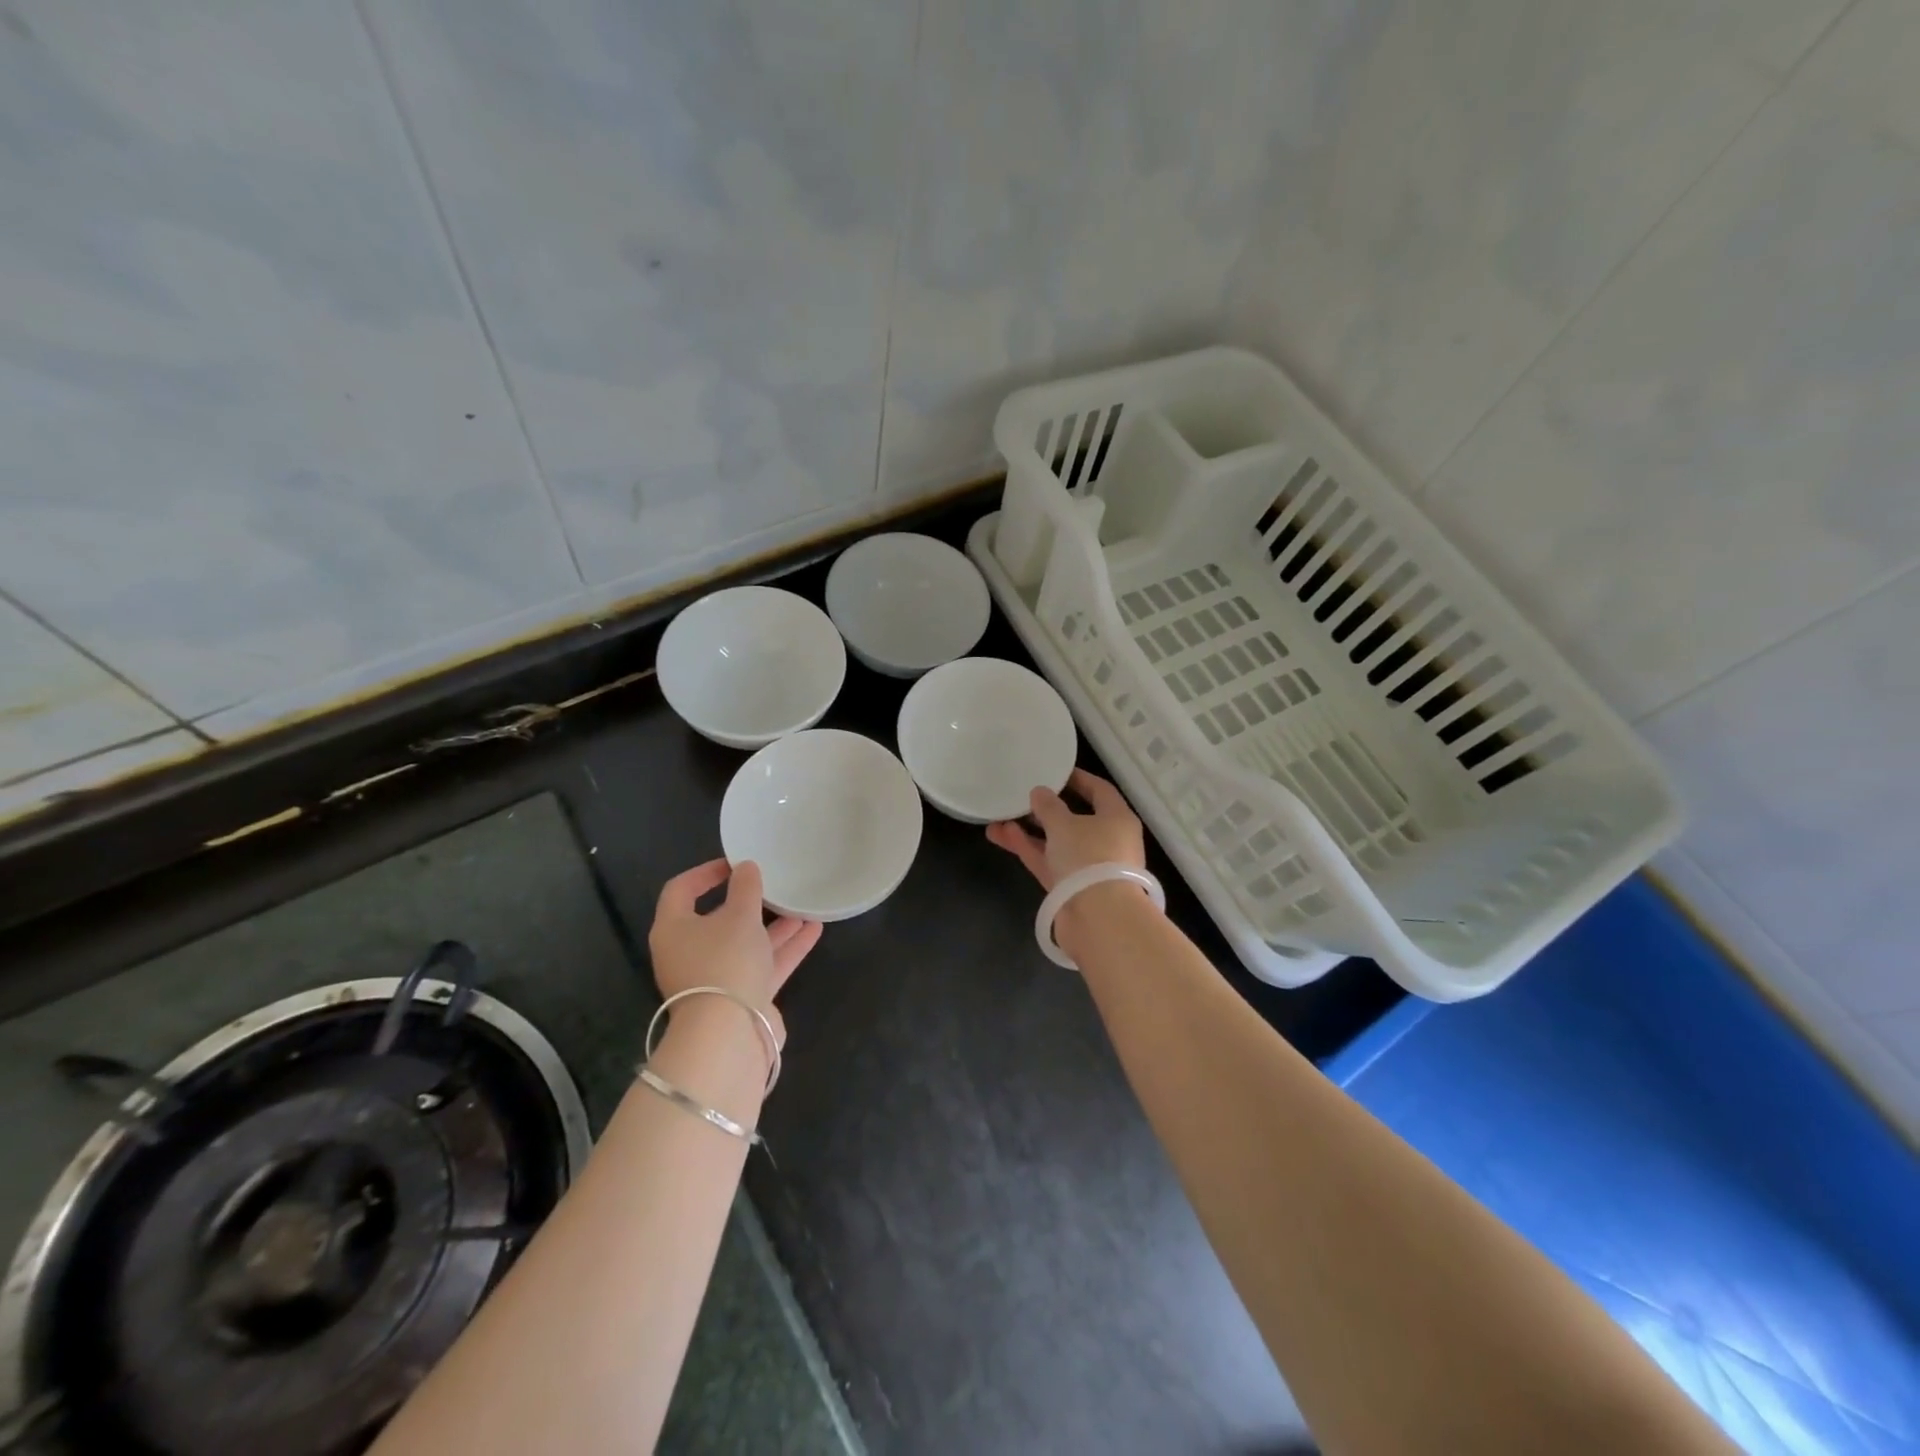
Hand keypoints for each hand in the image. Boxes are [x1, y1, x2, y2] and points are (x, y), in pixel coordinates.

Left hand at [647, 859, 822, 1044]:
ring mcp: (715, 979)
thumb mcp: (739, 916)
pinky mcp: (740, 998)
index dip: (705, 873)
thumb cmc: (725, 961)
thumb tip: (746, 867)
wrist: (730, 1034)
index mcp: (674, 930)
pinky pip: (762, 965)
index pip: (681, 891)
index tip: (735, 863)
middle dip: (749, 902)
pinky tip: (813, 930)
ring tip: (802, 906)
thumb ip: (746, 888)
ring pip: (745, 944)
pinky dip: (784, 948)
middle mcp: (689, 953)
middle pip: (717, 920)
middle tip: (772, 885)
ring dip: (774, 926)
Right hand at [985, 768, 1145, 890]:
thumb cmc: (1089, 858)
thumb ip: (1048, 806)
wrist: (1098, 919)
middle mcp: (1107, 841)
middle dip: (1046, 809)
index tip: (1055, 772)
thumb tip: (1040, 792)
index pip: (1100, 791)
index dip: (1078, 779)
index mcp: (1117, 819)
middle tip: (1022, 796)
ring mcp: (1089, 867)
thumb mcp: (1064, 824)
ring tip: (998, 817)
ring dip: (1030, 831)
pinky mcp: (1071, 888)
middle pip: (1075, 818)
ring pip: (1056, 842)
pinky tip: (1001, 835)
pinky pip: (1048, 862)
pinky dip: (1028, 849)